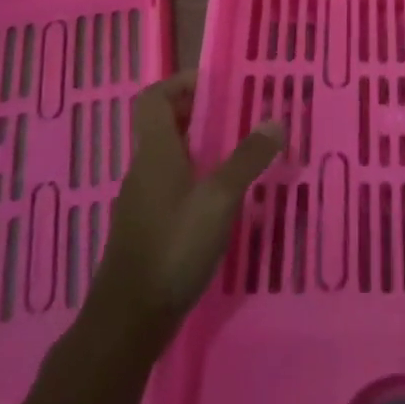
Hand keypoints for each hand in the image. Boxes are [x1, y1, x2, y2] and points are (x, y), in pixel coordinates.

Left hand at [86, 71, 282, 352]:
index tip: (218, 85)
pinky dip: (198, 180)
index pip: (154, 97)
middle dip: (202, 114)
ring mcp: (144, 201)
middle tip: (241, 116)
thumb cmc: (173, 247)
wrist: (129, 320)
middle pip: (166, 125)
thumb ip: (247, 158)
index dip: (182, 83)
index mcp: (155, 152)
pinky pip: (174, 187)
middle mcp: (145, 169)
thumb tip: (275, 120)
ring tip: (242, 152)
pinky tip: (226, 199)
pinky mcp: (149, 228)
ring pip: (172, 157)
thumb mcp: (219, 199)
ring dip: (203, 148)